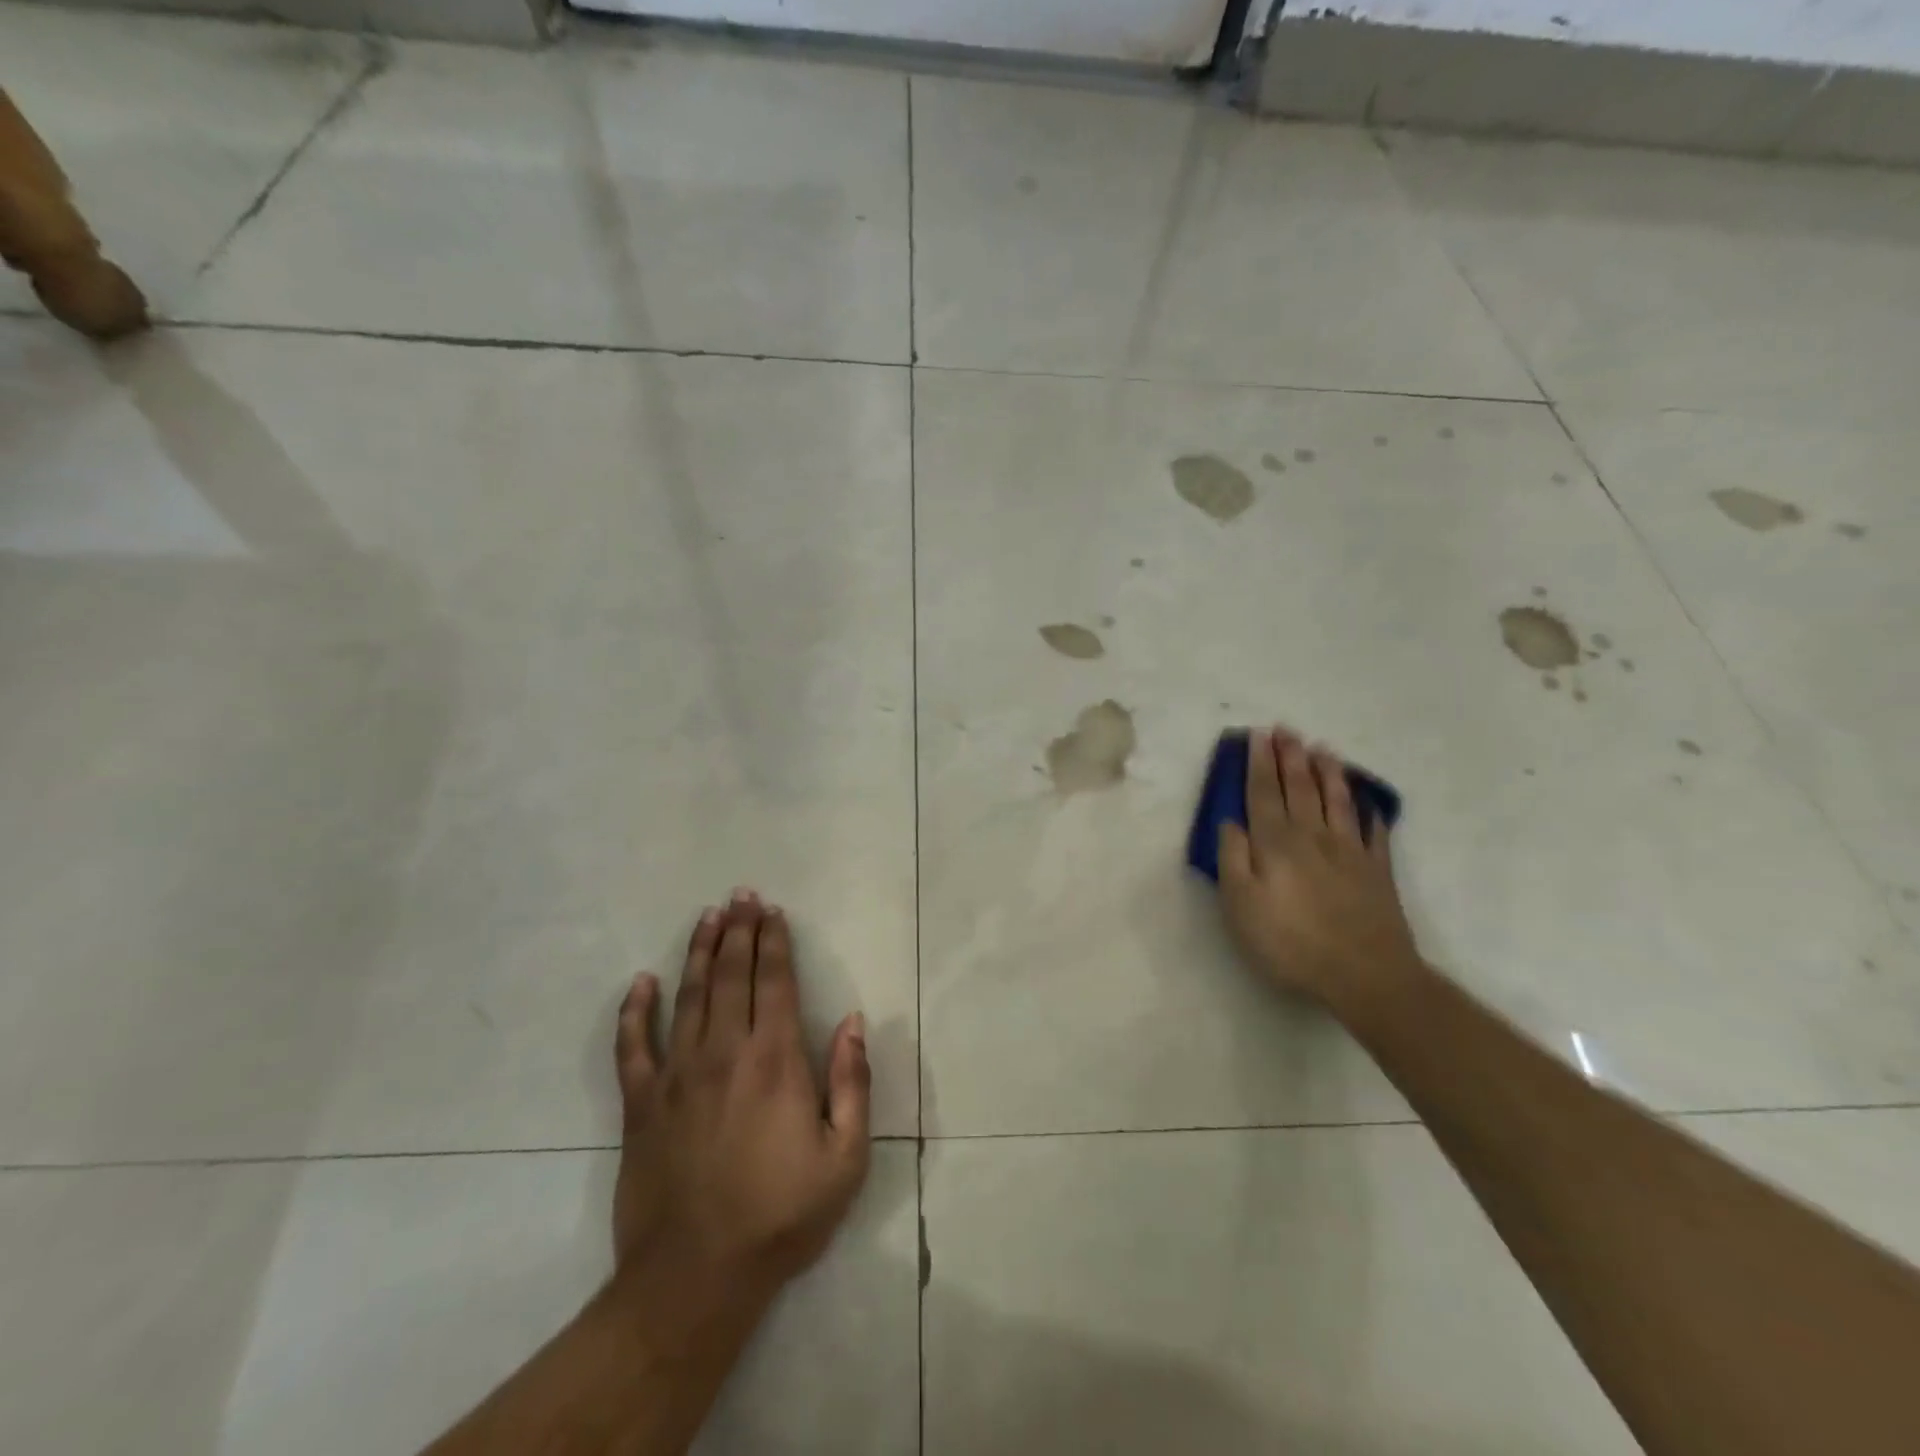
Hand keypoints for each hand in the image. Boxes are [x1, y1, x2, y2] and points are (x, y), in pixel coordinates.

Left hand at [612, 889, 870, 1307]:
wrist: (695, 1278)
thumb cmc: (781, 1217)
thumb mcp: (845, 1158)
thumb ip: (853, 1083)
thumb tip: (855, 1021)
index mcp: (775, 1061)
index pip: (776, 983)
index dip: (775, 943)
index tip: (773, 913)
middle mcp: (725, 1053)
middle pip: (732, 976)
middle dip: (739, 932)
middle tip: (741, 896)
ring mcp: (677, 1076)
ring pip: (688, 996)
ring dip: (699, 953)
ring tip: (707, 917)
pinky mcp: (640, 1105)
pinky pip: (633, 1046)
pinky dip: (635, 1011)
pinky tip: (641, 982)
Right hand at [1218, 727, 1421, 1007]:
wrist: (1365, 975)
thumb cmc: (1291, 942)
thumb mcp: (1242, 906)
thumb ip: (1233, 859)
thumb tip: (1230, 822)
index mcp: (1276, 843)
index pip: (1263, 792)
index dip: (1259, 763)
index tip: (1257, 735)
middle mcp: (1313, 836)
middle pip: (1300, 788)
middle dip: (1290, 756)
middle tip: (1286, 730)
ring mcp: (1350, 851)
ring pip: (1337, 801)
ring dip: (1328, 772)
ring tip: (1322, 749)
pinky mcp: (1377, 871)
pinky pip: (1373, 832)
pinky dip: (1368, 812)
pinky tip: (1367, 803)